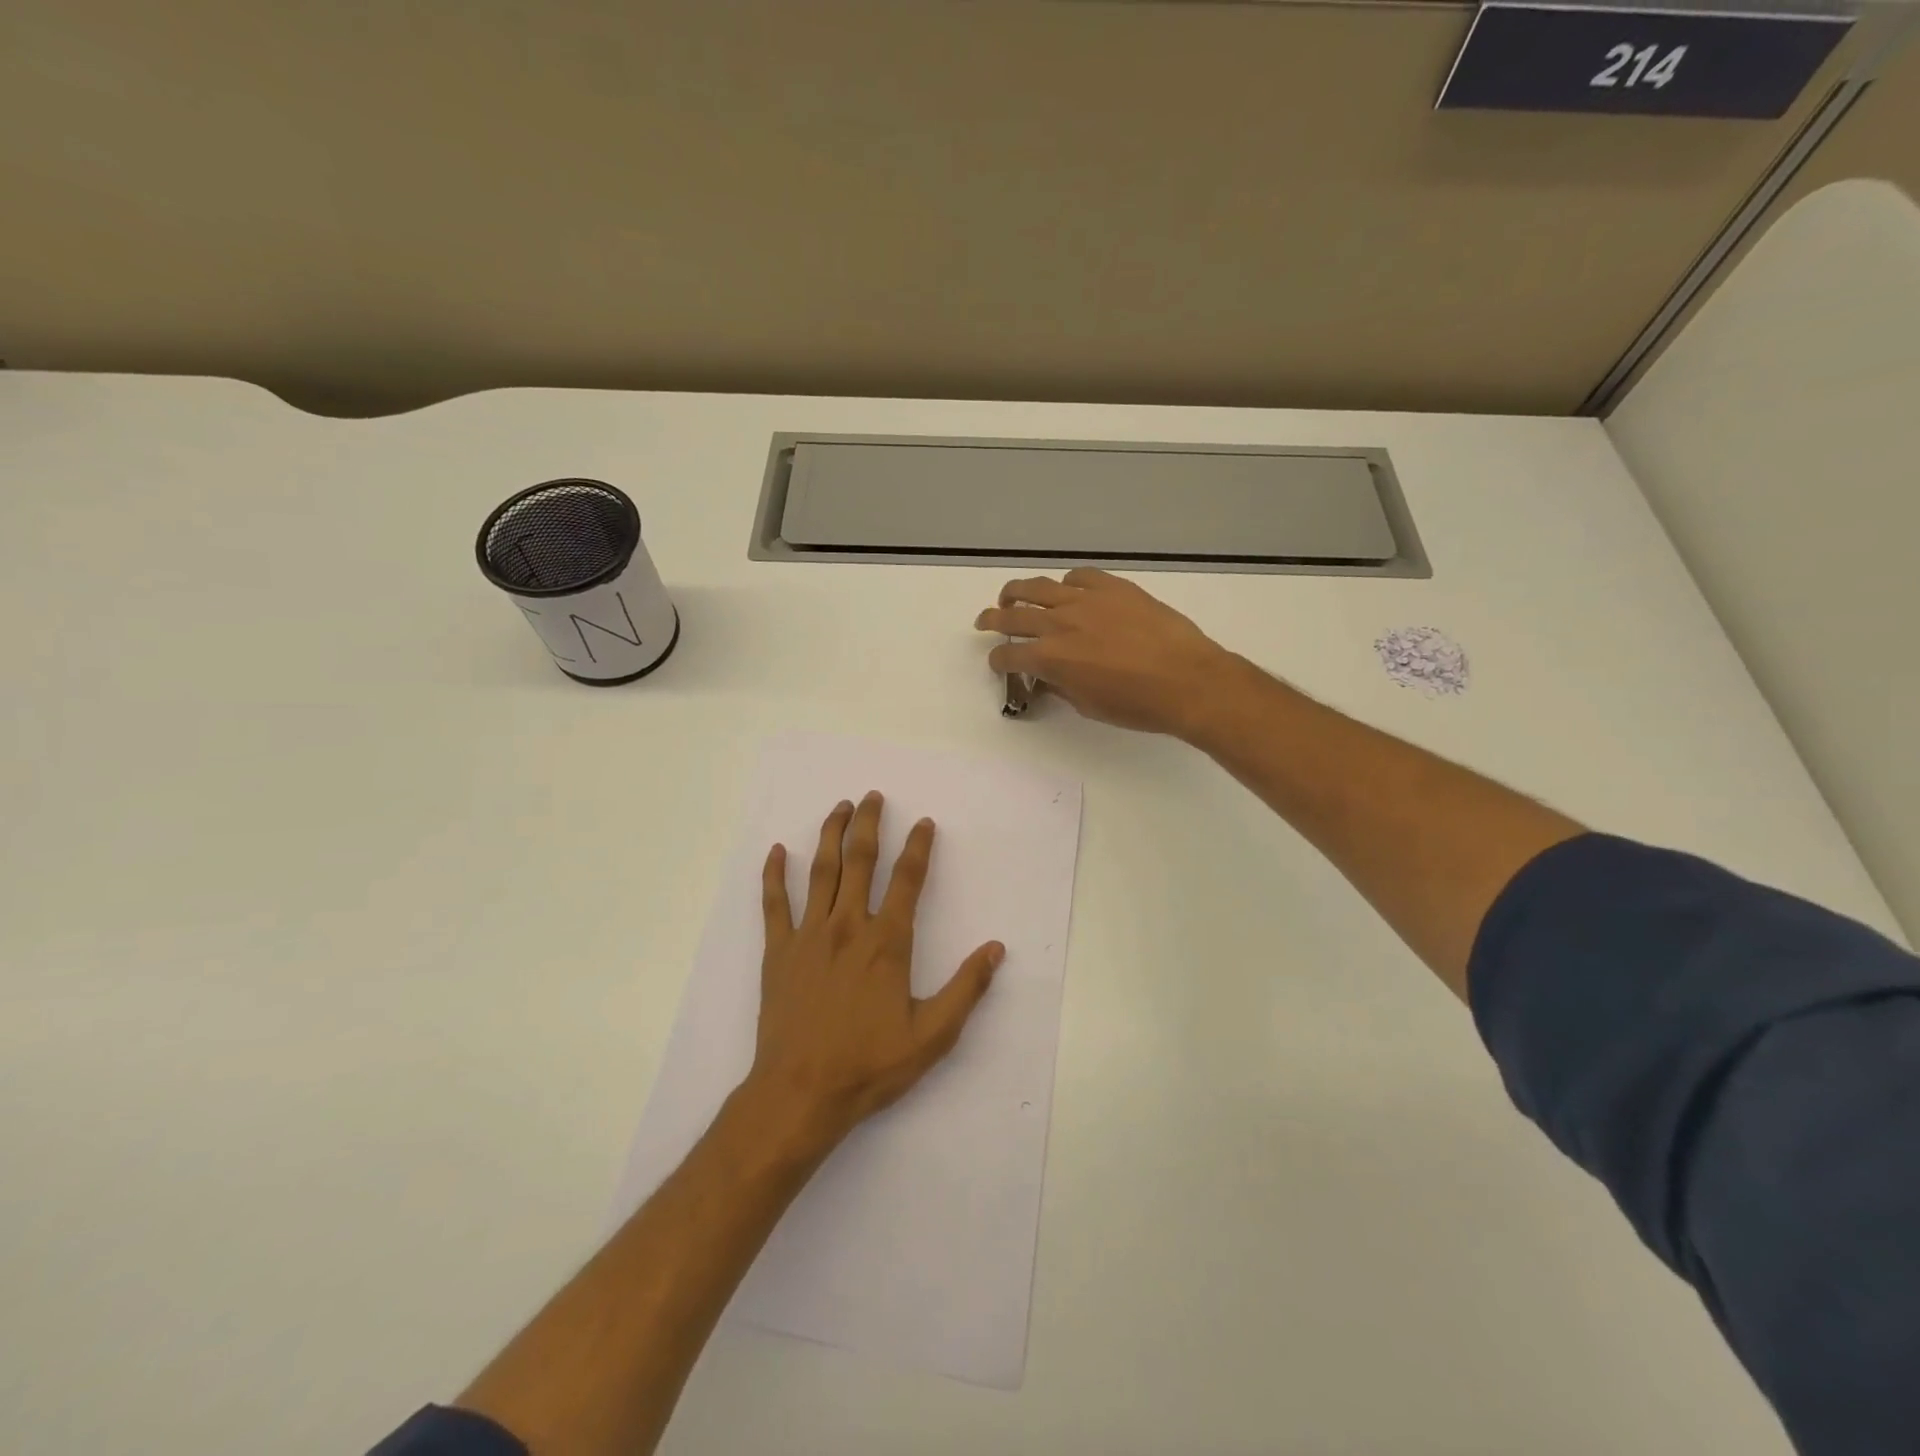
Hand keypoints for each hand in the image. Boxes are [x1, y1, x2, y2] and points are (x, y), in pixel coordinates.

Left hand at [745, 792, 1002, 1150]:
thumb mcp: (932, 1035)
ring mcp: (809, 935)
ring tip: (839, 808)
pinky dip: (774, 875)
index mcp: (887, 942)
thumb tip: (996, 949)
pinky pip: (774, 904)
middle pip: (861, 860)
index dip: (919, 848)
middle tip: (874, 796)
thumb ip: (966, 989)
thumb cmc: (870, 1065)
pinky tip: (775, 852)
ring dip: (830, 835)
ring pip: (821, 872)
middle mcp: (848, 926)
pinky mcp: (778, 951)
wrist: (800, 1092)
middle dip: (870, 824)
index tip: (925, 823)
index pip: (907, 880)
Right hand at [974, 568, 1236, 737]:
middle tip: (985, 621)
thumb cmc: (1138, 705)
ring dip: (1018, 592)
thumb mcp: (1090, 705)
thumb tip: (1049, 676)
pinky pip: (1079, 576)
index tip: (999, 663)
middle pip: (1013, 615)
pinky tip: (1068, 589)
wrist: (1188, 680)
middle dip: (993, 619)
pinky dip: (1066, 583)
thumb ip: (1062, 686)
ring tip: (1011, 596)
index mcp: (1052, 658)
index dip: (999, 660)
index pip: (1009, 655)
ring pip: (1039, 587)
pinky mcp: (1113, 588)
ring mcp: (1087, 600)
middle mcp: (1060, 624)